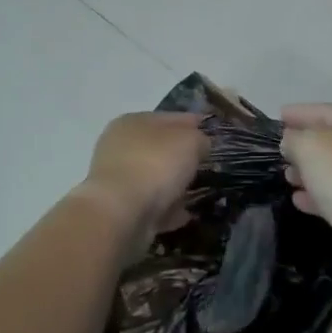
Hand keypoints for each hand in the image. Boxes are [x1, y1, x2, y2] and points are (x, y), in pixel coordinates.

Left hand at [74, 112, 206, 247]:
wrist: (121, 214)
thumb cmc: (155, 165)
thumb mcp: (189, 141)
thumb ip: (199, 139)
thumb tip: (200, 144)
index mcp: (133, 121)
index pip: (170, 117)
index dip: (193, 123)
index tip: (213, 133)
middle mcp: (120, 147)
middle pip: (159, 148)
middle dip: (182, 156)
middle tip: (206, 164)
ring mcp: (118, 179)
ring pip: (154, 177)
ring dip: (173, 184)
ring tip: (198, 191)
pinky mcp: (120, 209)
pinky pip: (151, 205)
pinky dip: (167, 208)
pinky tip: (185, 214)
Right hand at [280, 103, 331, 237]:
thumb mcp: (309, 147)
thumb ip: (294, 138)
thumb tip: (292, 141)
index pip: (327, 111)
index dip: (300, 112)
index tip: (279, 116)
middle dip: (304, 145)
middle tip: (282, 150)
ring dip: (310, 171)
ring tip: (288, 177)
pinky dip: (321, 193)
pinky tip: (300, 200)